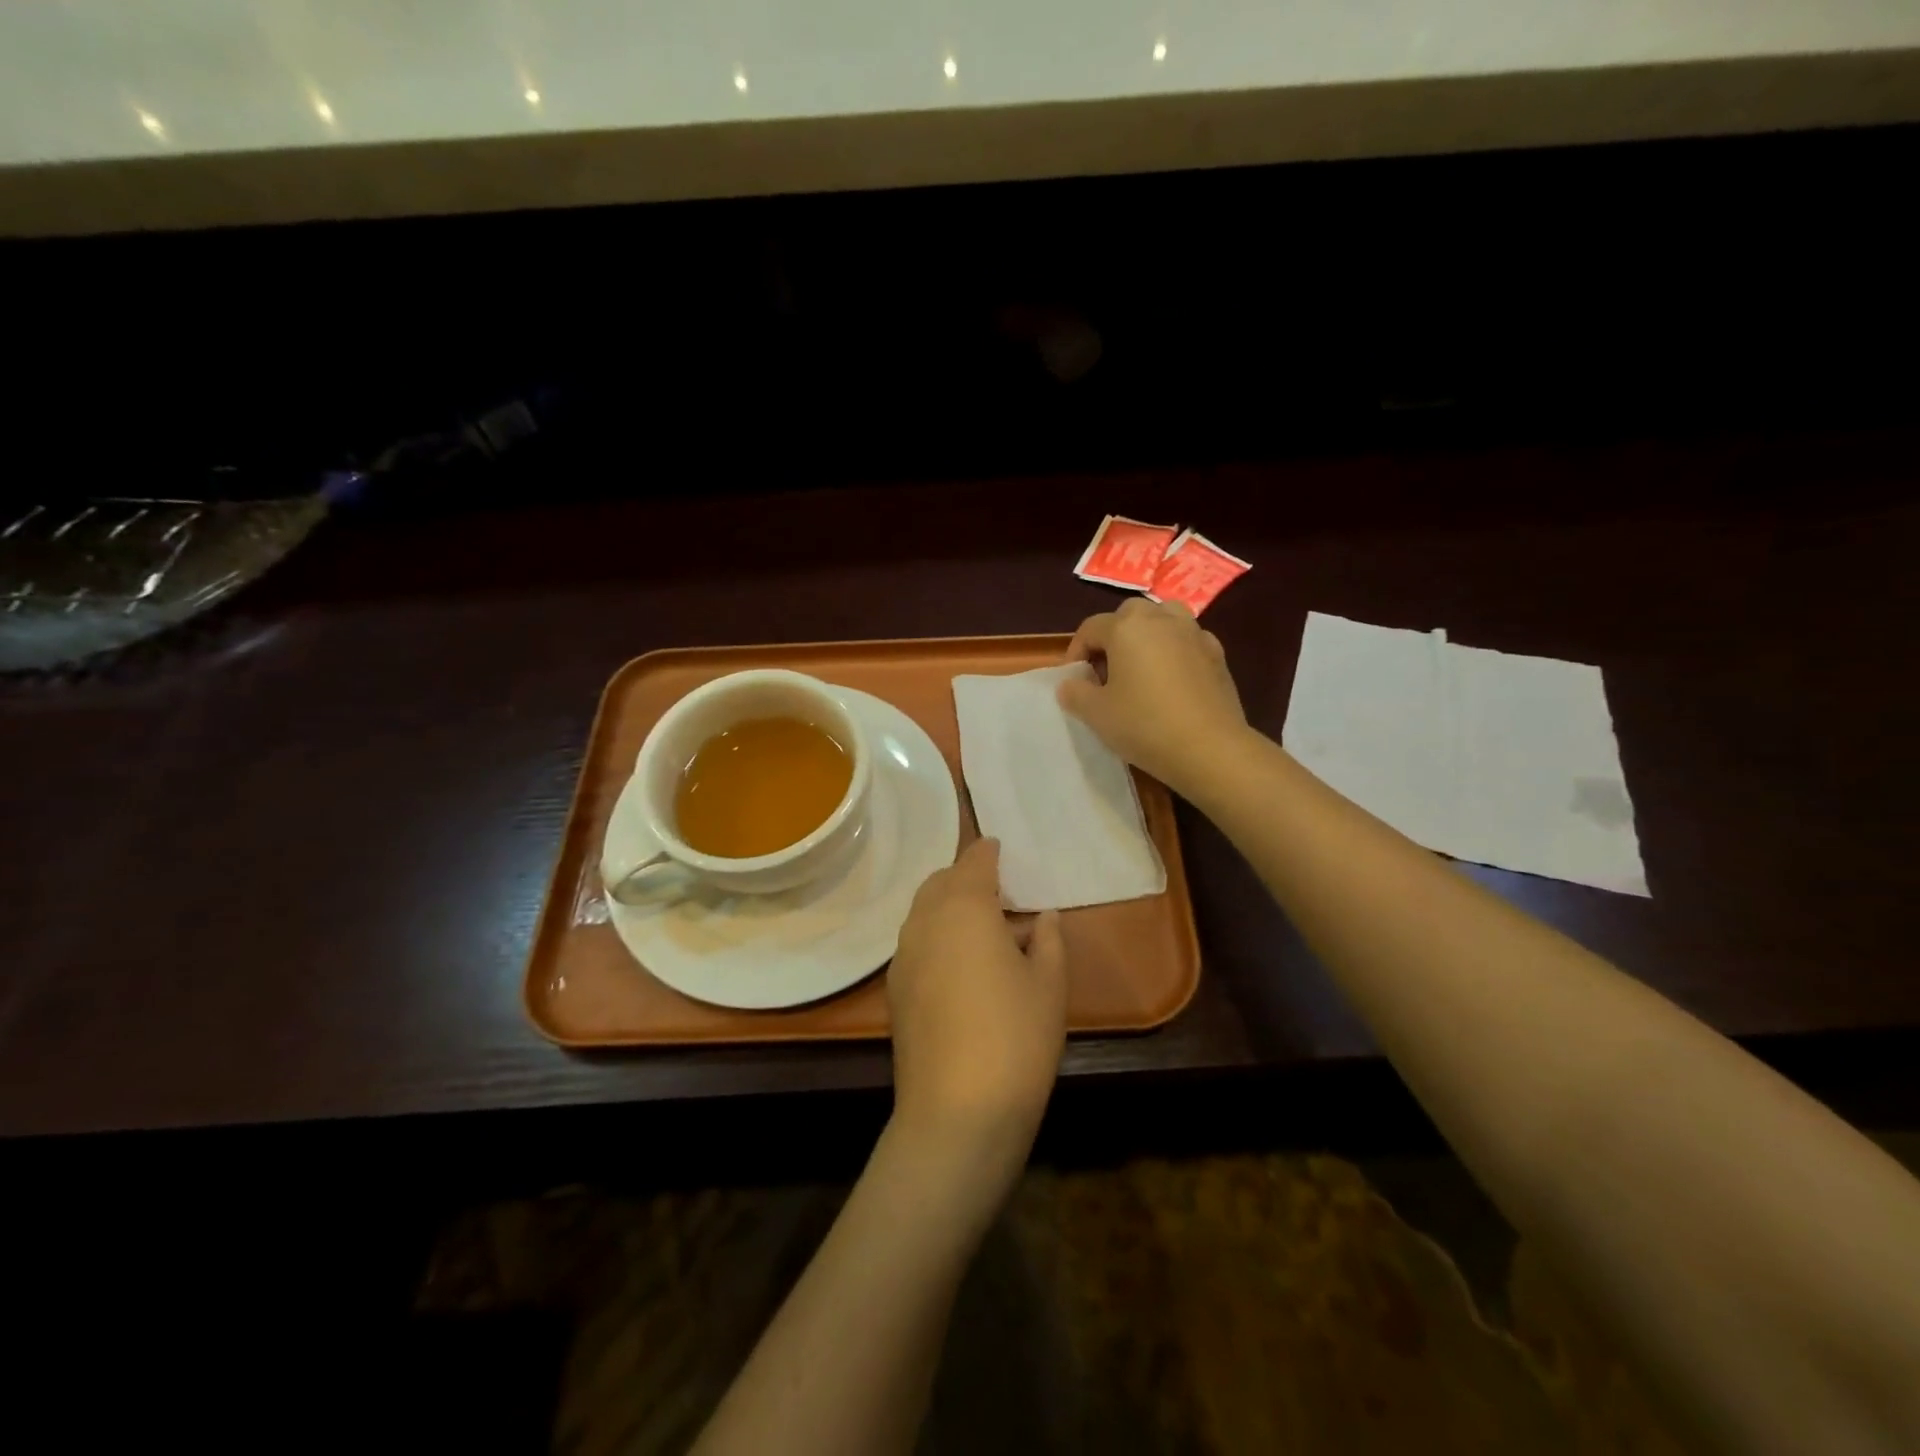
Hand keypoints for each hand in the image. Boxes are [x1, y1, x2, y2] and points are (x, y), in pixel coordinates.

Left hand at [887, 839, 1066, 1172]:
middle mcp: (925, 922)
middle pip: (940, 882)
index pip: (973, 862)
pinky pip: (916, 943)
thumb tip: (1043, 916)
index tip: (999, 847)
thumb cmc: (1016, 1037)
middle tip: (996, 889)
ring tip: (981, 926)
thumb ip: (1048, 940)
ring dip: (947, 906)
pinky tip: (960, 964)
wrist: (957, 1112)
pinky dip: (936, 936)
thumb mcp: (1049, 985)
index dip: (987, 852)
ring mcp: (903, 956)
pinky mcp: (894, 990)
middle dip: (964, 877)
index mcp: (964, 908)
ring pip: (923, 912)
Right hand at [1058, 597, 1249, 795]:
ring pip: (1163, 620)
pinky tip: (1171, 683)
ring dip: (1147, 636)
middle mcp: (1161, 619)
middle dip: (1112, 638)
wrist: (1210, 749)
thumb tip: (1070, 684)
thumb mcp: (1096, 714)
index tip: (1074, 681)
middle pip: (1128, 616)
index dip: (1076, 652)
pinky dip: (1174, 652)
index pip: (1090, 628)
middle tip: (1106, 672)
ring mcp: (1194, 634)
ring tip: (1140, 669)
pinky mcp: (1217, 655)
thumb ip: (1075, 693)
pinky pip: (1187, 642)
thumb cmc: (1144, 725)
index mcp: (1127, 627)